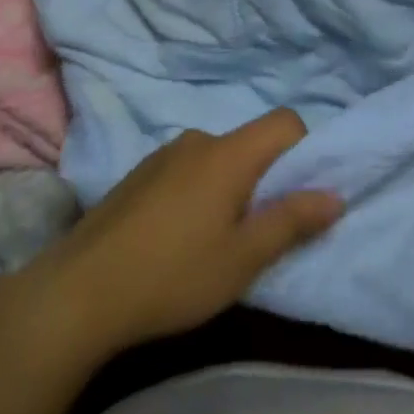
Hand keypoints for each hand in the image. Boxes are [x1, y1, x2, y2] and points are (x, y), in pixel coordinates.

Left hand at [12, 109, 341, 355]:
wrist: (78, 291)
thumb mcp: (242, 259)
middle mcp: (198, 140)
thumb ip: (291, 222)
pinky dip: (198, 192)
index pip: (285, 122)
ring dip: (229, 188)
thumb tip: (335, 195)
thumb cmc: (172, 275)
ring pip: (218, 159)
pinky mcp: (139, 174)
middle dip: (265, 179)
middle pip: (250, 143)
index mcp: (228, 154)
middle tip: (256, 233)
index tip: (298, 197)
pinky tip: (175, 239)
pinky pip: (187, 170)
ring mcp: (163, 154)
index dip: (304, 151)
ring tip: (212, 243)